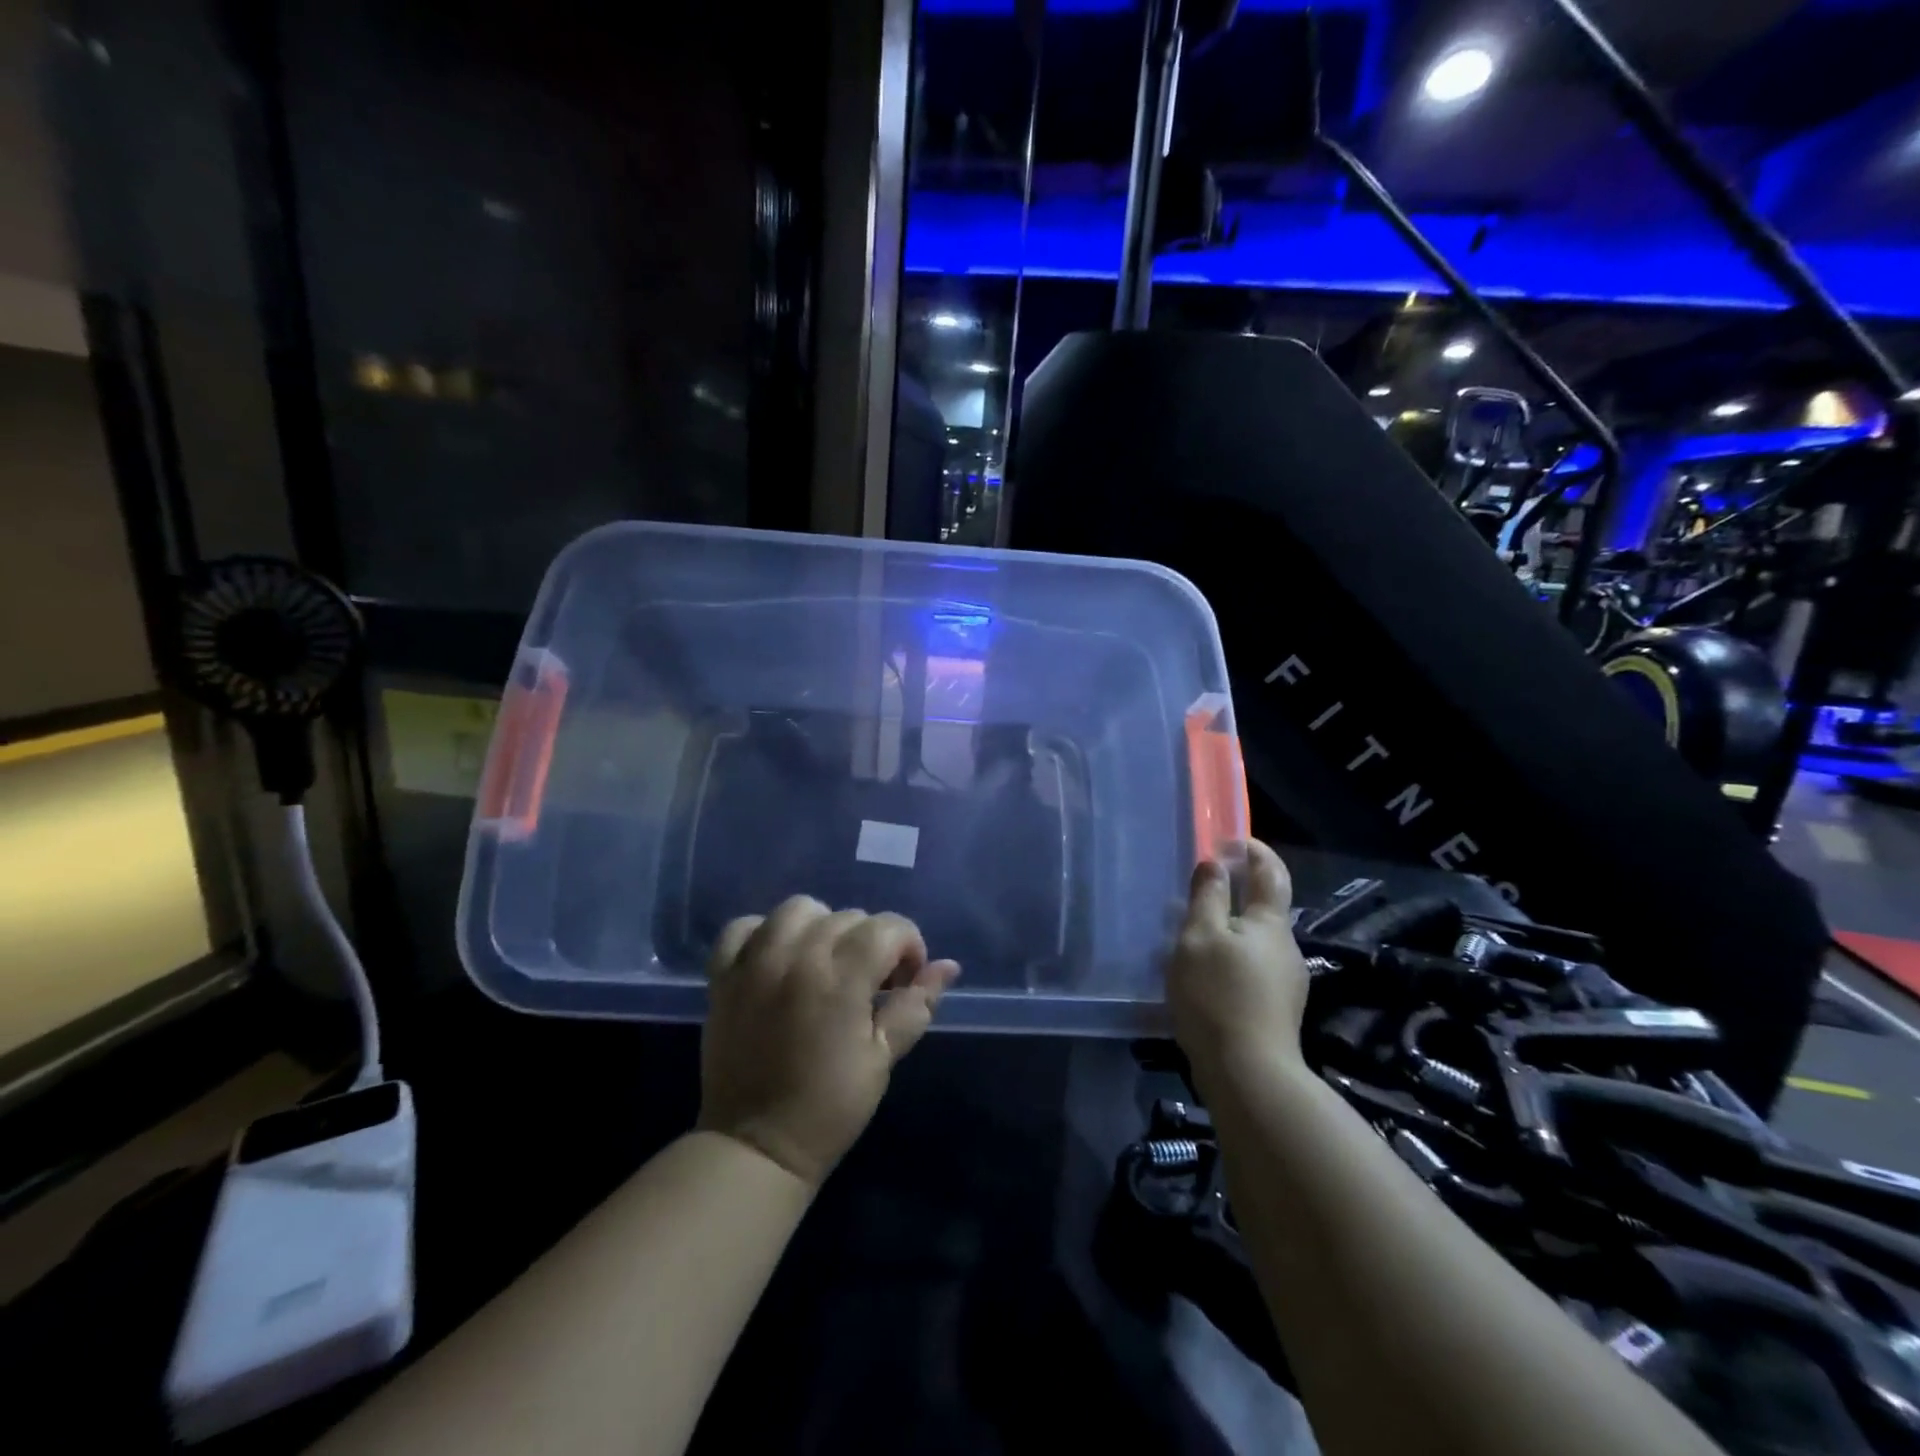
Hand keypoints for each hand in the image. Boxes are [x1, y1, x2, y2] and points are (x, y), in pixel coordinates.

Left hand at [697, 897, 959, 1188]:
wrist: (754, 1146)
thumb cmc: (829, 1107)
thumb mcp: (883, 1058)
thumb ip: (916, 1005)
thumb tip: (949, 967)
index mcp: (842, 977)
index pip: (888, 927)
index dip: (909, 946)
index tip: (906, 980)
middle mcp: (797, 956)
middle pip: (848, 916)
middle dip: (871, 942)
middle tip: (870, 984)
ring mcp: (755, 962)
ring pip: (799, 909)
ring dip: (821, 927)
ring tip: (825, 963)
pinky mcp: (724, 975)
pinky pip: (744, 926)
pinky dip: (764, 933)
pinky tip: (778, 958)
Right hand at [1167, 840, 1309, 1087]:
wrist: (1249, 1074)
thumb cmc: (1218, 995)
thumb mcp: (1199, 937)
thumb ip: (1207, 896)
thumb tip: (1215, 863)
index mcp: (1270, 923)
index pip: (1271, 872)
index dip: (1254, 850)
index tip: (1228, 841)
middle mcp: (1287, 947)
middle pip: (1264, 908)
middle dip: (1236, 893)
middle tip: (1198, 893)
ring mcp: (1287, 981)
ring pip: (1256, 942)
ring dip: (1230, 931)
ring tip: (1193, 940)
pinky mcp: (1278, 1010)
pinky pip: (1252, 969)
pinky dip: (1231, 959)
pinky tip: (1207, 977)